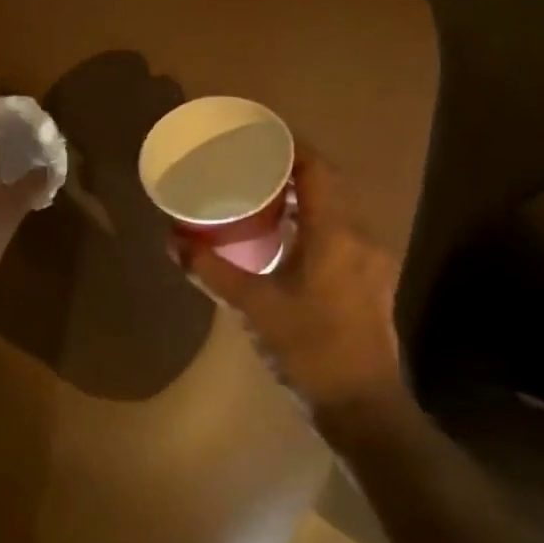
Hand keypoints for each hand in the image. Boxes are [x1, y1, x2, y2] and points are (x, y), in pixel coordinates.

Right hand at [177, 145, 413, 440]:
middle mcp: (360, 238)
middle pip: (329, 186)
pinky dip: (313, 223)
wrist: (361, 406)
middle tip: (251, 164)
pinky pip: (341, 233)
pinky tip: (285, 237)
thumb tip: (173, 241)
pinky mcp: (369, 281)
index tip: (258, 136)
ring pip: (337, 211)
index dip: (291, 147)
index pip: (318, 170)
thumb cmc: (308, 349)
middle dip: (293, 169)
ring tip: (263, 194)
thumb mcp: (253, 307)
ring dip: (304, 197)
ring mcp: (370, 261)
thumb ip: (211, 271)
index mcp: (336, 235)